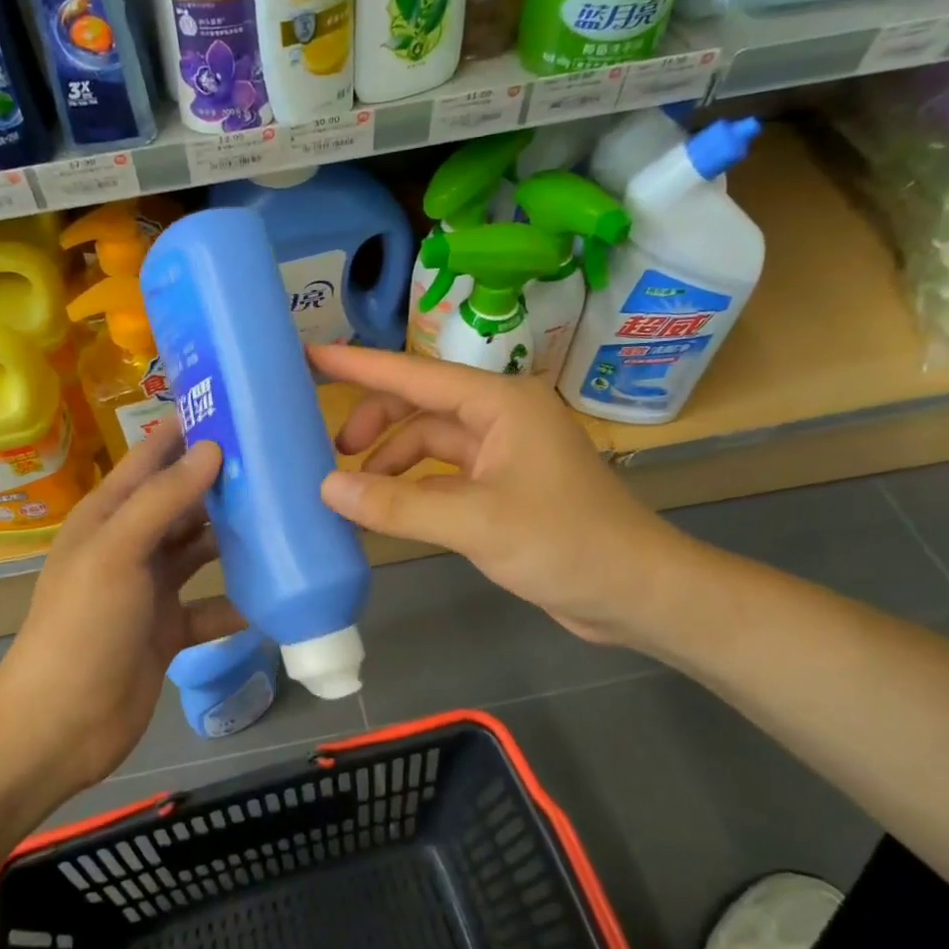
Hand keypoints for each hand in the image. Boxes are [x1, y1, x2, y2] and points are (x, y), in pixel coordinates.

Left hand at [0, 427, 244, 793]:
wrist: (61, 725)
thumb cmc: (83, 627)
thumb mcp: (117, 553)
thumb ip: (164, 499)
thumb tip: (213, 449)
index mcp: (108, 516)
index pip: (151, 458)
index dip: (188, 430)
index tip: (238, 407)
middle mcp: (130, 545)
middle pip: (182, 502)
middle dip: (224, 483)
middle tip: (280, 463)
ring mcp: (149, 589)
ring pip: (200, 551)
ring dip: (235, 539)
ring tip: (287, 518)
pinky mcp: (168, 629)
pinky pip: (211, 606)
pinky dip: (237, 602)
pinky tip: (274, 595)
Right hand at [311, 344, 692, 646]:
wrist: (635, 592)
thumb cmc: (565, 543)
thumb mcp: (476, 523)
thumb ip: (398, 505)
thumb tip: (327, 488)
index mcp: (500, 404)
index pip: (415, 375)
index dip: (360, 366)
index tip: (312, 357)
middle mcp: (500, 418)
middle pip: (421, 406)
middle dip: (376, 422)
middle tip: (333, 452)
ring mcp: (503, 454)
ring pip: (430, 443)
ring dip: (392, 461)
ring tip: (354, 490)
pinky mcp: (503, 489)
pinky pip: (443, 476)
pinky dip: (412, 488)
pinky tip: (388, 509)